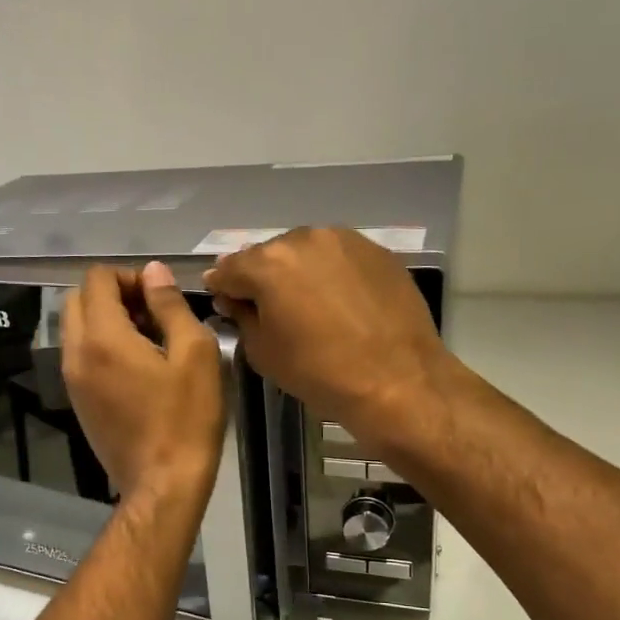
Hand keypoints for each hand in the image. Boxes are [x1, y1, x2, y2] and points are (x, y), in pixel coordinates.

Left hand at [62, 262, 224, 503]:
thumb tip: (153, 271)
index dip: (129, 276)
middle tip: (152, 314)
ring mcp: (72, 380)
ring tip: (147, 339)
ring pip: (76, 327)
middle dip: (113, 294)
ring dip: (106, 319)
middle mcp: (76, 353)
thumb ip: (170, 305)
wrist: (163, 484)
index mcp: (102, 338)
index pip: (97, 279)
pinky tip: (136, 366)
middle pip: (78, 299)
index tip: (160, 298)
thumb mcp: (195, 354)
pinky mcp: (77, 401)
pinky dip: (100, 345)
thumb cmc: (186, 419)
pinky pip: (79, 355)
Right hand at [204, 227, 449, 451]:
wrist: (397, 381)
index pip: (229, 269)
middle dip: (262, 277)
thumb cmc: (319, 372)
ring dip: (298, 272)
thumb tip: (236, 301)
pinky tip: (339, 302)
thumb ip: (242, 317)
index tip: (224, 303)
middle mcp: (304, 239)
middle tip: (267, 307)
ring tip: (306, 304)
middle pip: (269, 255)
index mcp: (268, 263)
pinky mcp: (377, 252)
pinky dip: (331, 274)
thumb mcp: (263, 352)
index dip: (222, 288)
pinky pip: (339, 258)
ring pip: (306, 252)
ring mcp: (345, 241)